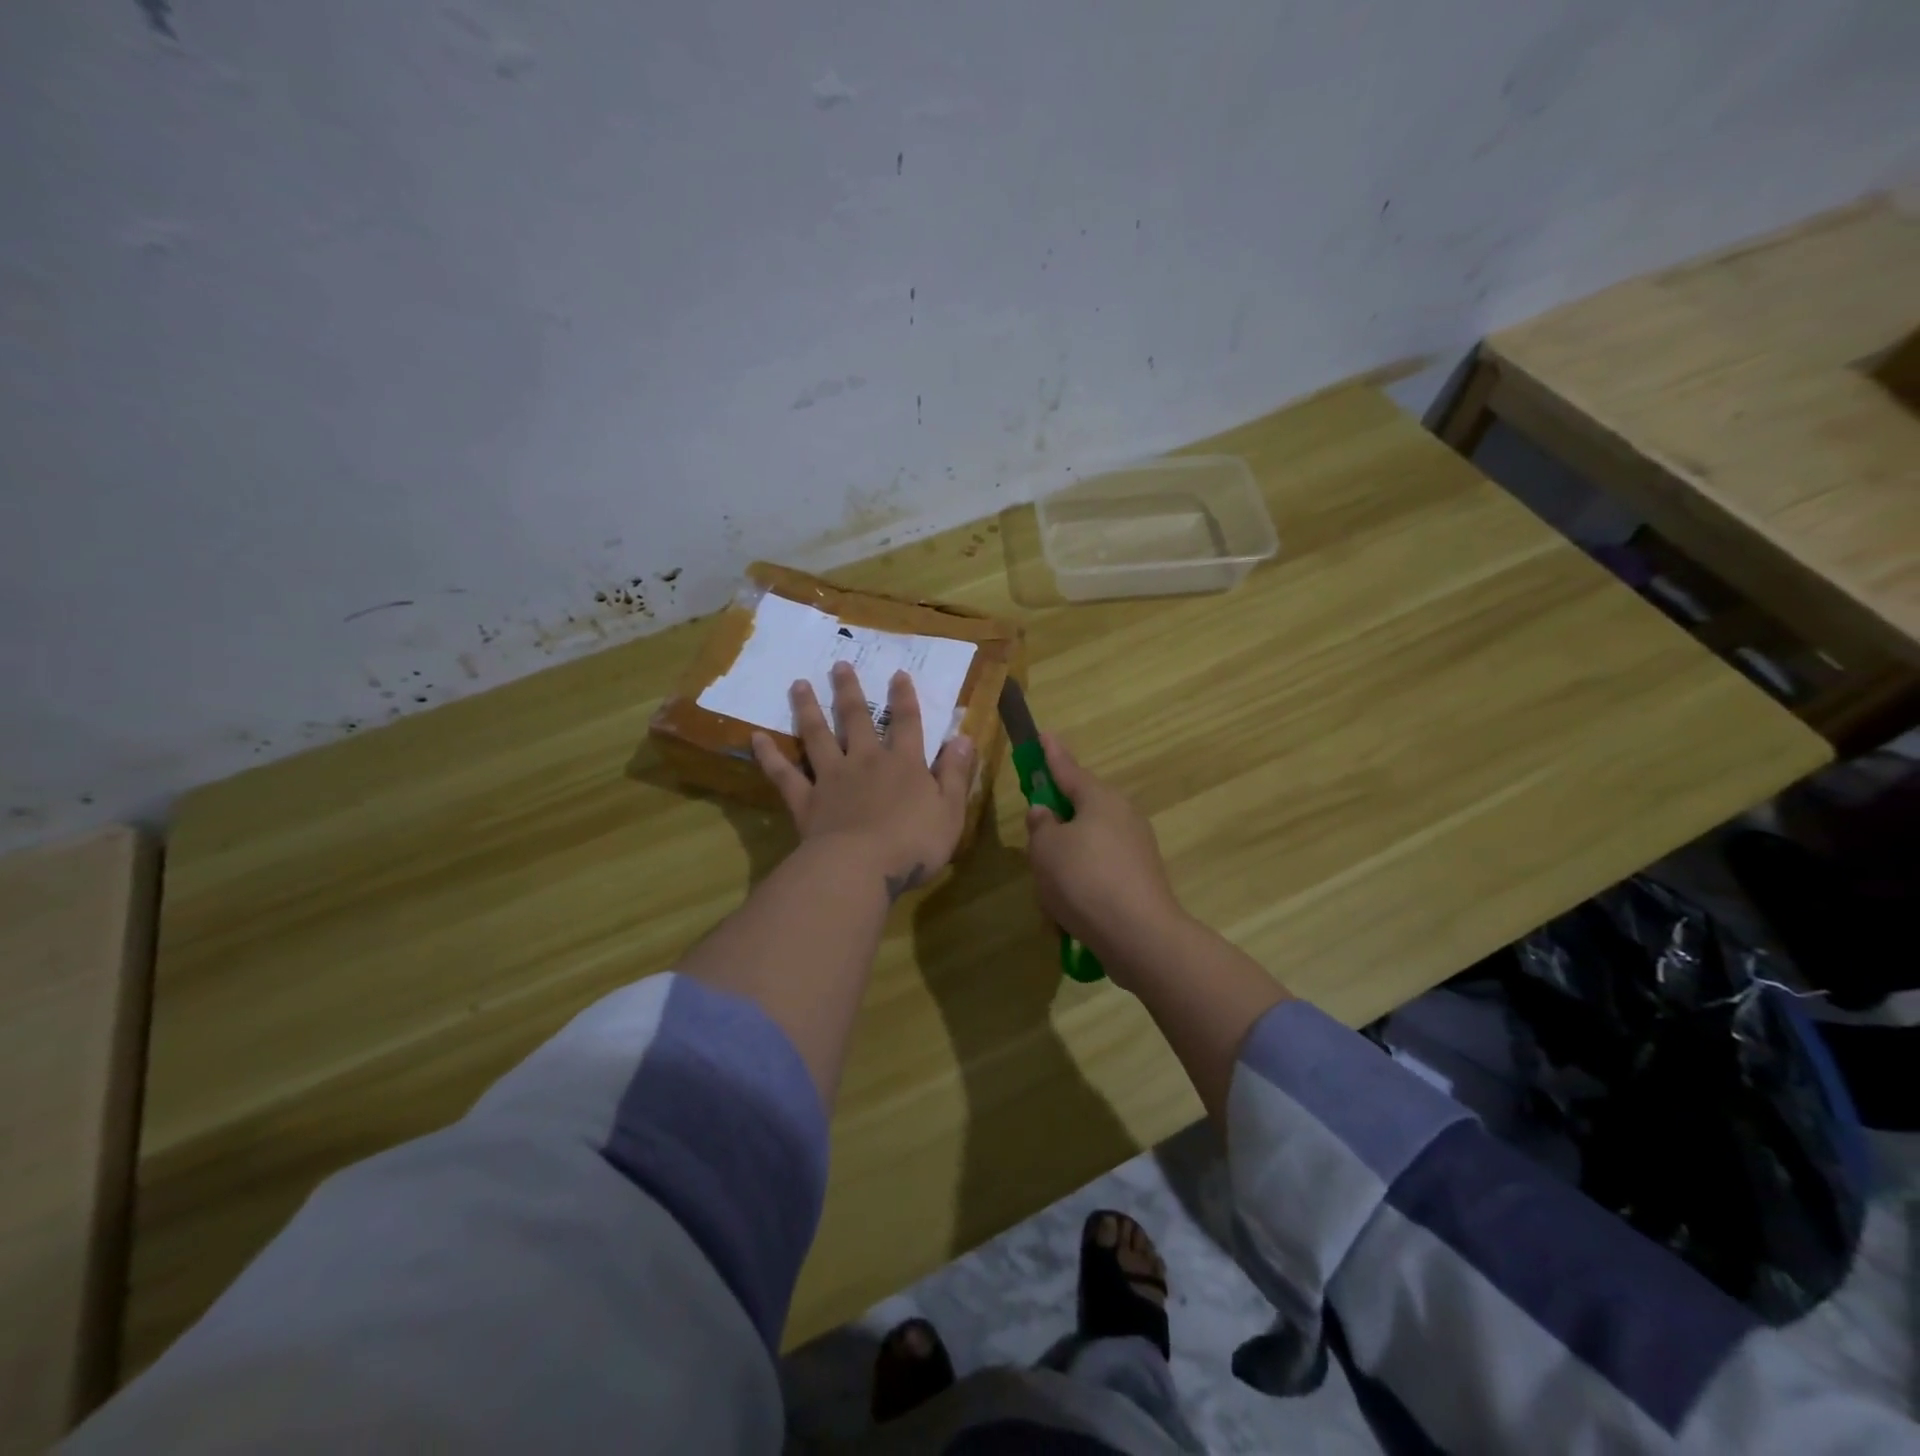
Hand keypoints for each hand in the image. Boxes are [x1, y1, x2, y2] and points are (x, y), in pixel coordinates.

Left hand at [753, 662, 974, 900]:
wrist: (861, 867)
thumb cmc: (914, 844)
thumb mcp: (950, 810)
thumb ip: (955, 772)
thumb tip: (963, 737)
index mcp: (904, 764)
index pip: (907, 723)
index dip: (904, 698)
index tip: (898, 674)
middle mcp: (865, 761)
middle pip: (856, 720)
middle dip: (849, 691)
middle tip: (839, 665)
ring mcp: (831, 778)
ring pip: (817, 736)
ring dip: (808, 709)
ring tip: (798, 684)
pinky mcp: (805, 799)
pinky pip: (783, 773)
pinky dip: (769, 755)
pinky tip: (755, 737)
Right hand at [1024, 734, 1185, 982]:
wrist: (1139, 935)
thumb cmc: (1084, 881)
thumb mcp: (1046, 850)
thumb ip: (1040, 826)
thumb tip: (1045, 813)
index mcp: (1099, 799)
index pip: (1068, 769)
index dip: (1051, 754)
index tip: (1043, 735)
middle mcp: (1123, 815)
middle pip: (1082, 807)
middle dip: (1058, 820)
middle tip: (1036, 835)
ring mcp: (1137, 847)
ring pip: (1090, 843)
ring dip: (1068, 858)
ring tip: (1049, 887)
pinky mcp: (1141, 877)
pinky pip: (1102, 870)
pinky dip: (1083, 882)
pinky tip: (1070, 908)